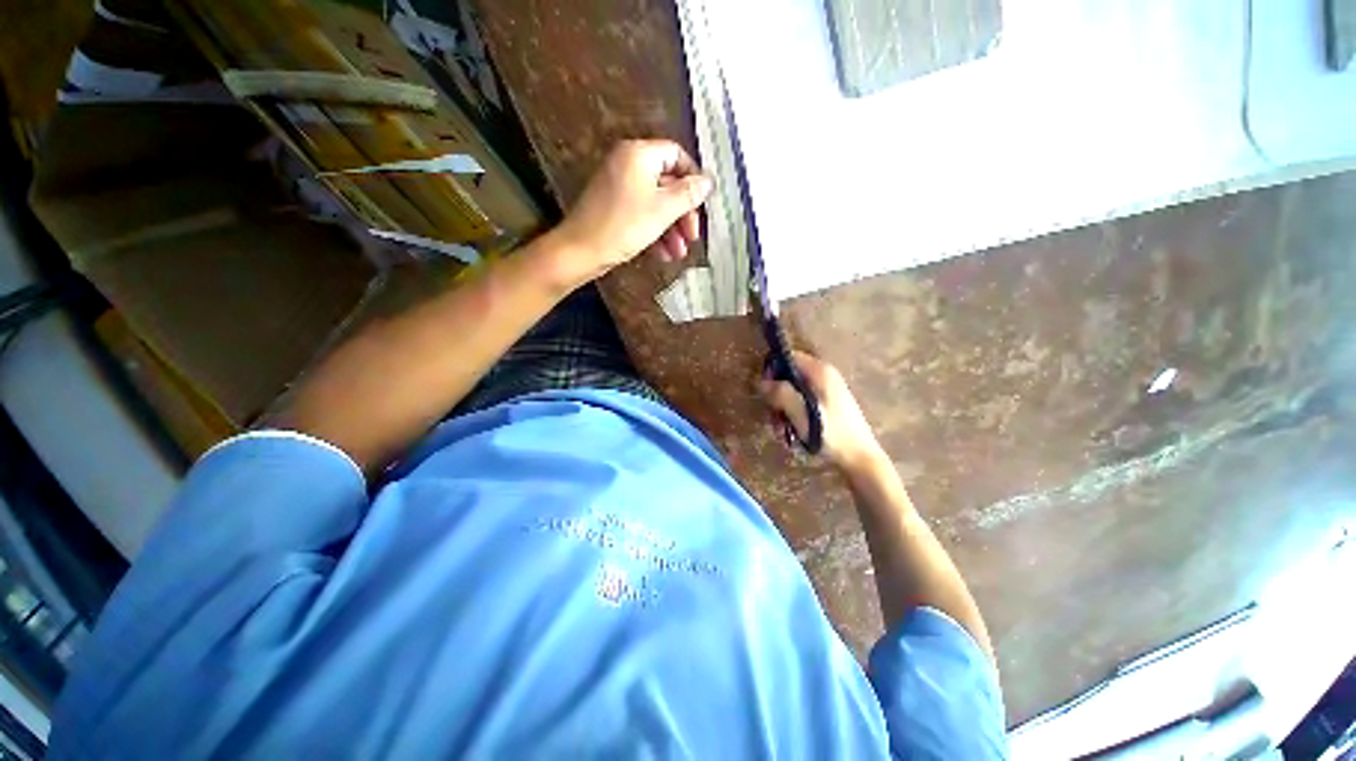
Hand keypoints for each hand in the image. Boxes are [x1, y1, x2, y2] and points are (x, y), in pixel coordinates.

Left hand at [553, 140, 712, 281]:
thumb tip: (708, 182)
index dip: (693, 179)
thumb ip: (688, 194)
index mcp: (639, 154)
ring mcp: (619, 186)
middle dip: (682, 213)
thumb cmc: (623, 226)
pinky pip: (641, 213)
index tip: (703, 204)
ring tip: (679, 254)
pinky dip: (655, 232)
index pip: (676, 155)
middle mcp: (628, 164)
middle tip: (692, 237)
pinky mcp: (613, 207)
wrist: (580, 251)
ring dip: (671, 228)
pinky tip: (663, 255)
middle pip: (667, 183)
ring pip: (655, 203)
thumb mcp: (662, 210)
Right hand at [757, 351, 884, 472]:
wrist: (860, 457)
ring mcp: (826, 390)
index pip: (789, 357)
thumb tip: (761, 382)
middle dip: (777, 397)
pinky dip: (793, 415)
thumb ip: (780, 394)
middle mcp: (824, 376)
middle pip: (789, 376)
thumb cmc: (830, 433)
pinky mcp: (827, 404)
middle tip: (773, 418)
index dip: (773, 370)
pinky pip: (802, 403)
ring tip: (782, 430)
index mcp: (820, 371)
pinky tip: (791, 432)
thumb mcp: (800, 413)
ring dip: (783, 410)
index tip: (765, 391)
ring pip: (793, 392)